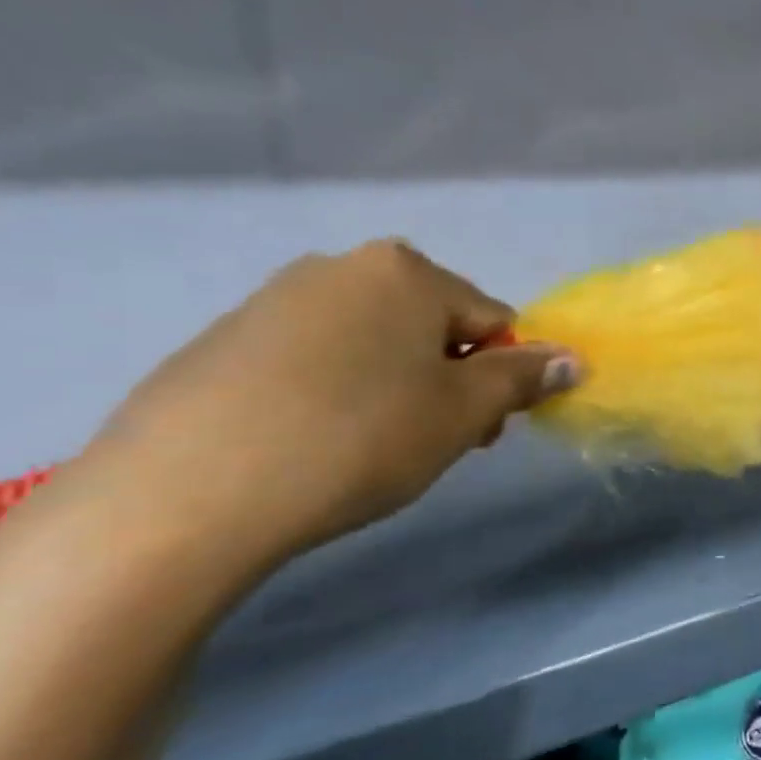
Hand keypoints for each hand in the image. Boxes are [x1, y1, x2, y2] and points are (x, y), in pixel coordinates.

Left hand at [65, 240, 578, 576]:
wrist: (186, 493)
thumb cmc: (359, 438)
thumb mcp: (462, 413)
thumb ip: (524, 378)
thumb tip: (574, 358)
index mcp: (406, 271)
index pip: (491, 319)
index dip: (499, 377)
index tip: (479, 431)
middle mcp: (341, 267)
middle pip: (431, 325)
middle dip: (447, 380)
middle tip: (430, 442)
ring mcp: (275, 298)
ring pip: (373, 341)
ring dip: (395, 385)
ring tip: (367, 446)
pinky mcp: (225, 339)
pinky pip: (314, 358)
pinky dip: (334, 391)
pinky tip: (311, 440)